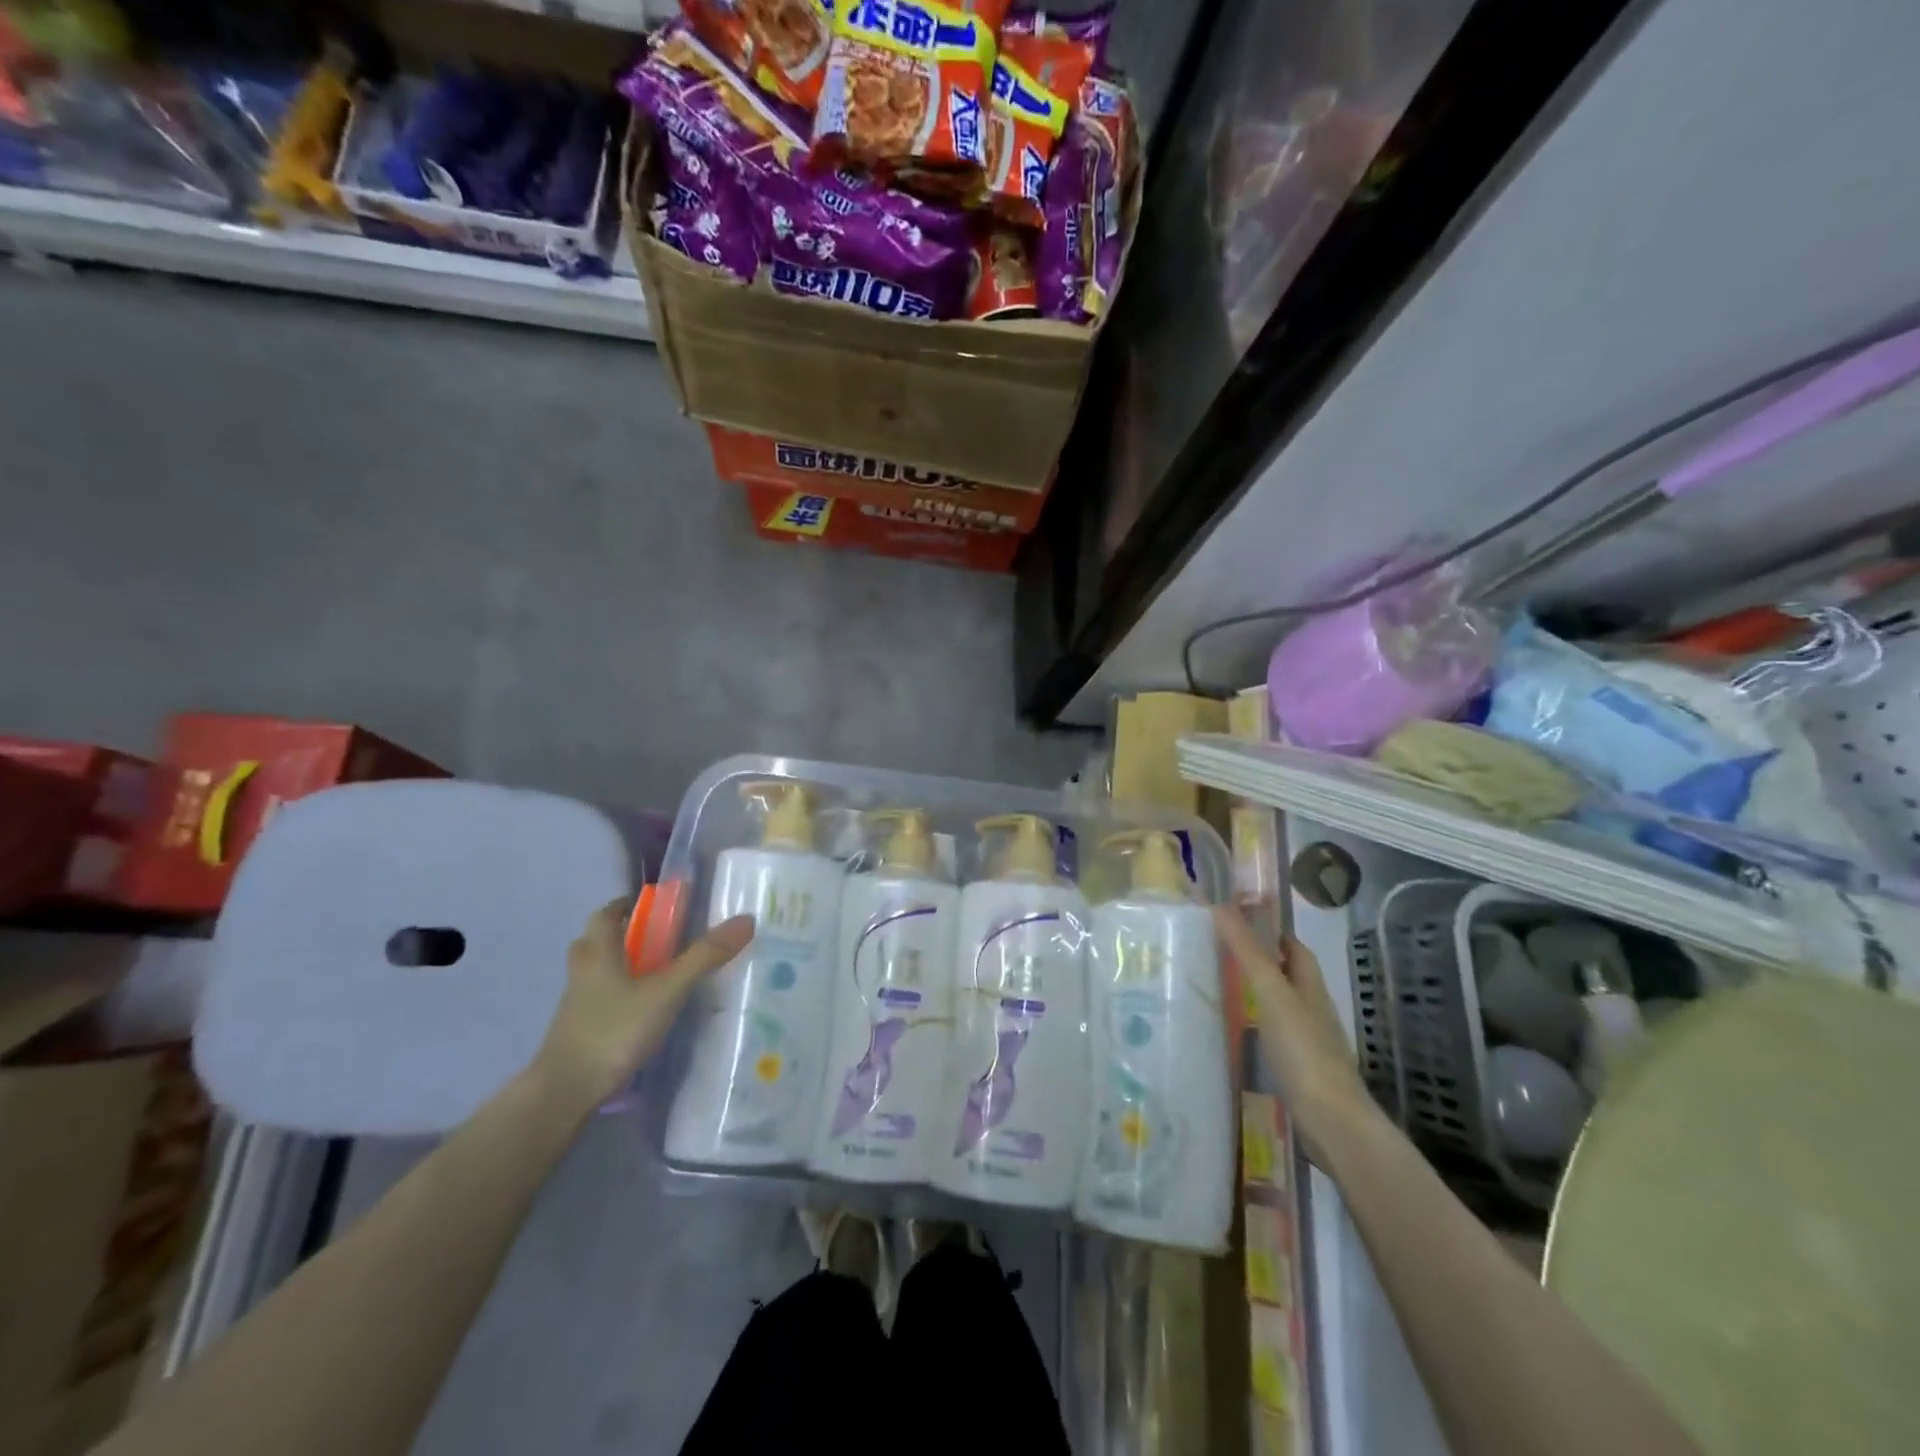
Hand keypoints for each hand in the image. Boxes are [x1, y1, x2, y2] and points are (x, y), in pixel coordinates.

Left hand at [534, 899, 755, 1107]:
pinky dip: (616, 996)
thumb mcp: (666, 991)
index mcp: (599, 953)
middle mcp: (583, 973)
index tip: (650, 903)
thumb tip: (746, 919)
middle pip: (594, 942)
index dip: (625, 905)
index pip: (605, 915)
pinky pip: (597, 1001)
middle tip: (654, 937)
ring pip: (594, 973)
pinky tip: (641, 1009)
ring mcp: (576, 1005)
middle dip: (620, 934)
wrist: (565, 1092)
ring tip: (653, 972)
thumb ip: (704, 957)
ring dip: (617, 965)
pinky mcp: (577, 1032)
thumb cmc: (614, 1030)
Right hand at [1214, 906, 1382, 1159]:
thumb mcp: (1271, 993)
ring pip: (1281, 1006)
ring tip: (1220, 988)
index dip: (1271, 932)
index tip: (1238, 921)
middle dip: (1261, 962)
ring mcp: (1309, 1042)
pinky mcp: (1300, 1069)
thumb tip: (1220, 905)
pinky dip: (1257, 1026)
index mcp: (1311, 986)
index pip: (1294, 948)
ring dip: (1257, 994)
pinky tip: (1236, 1033)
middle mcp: (1313, 1009)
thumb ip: (1247, 952)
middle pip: (1288, 976)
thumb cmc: (1303, 1049)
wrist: (1331, 1121)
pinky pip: (1276, 1036)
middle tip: (1219, 952)